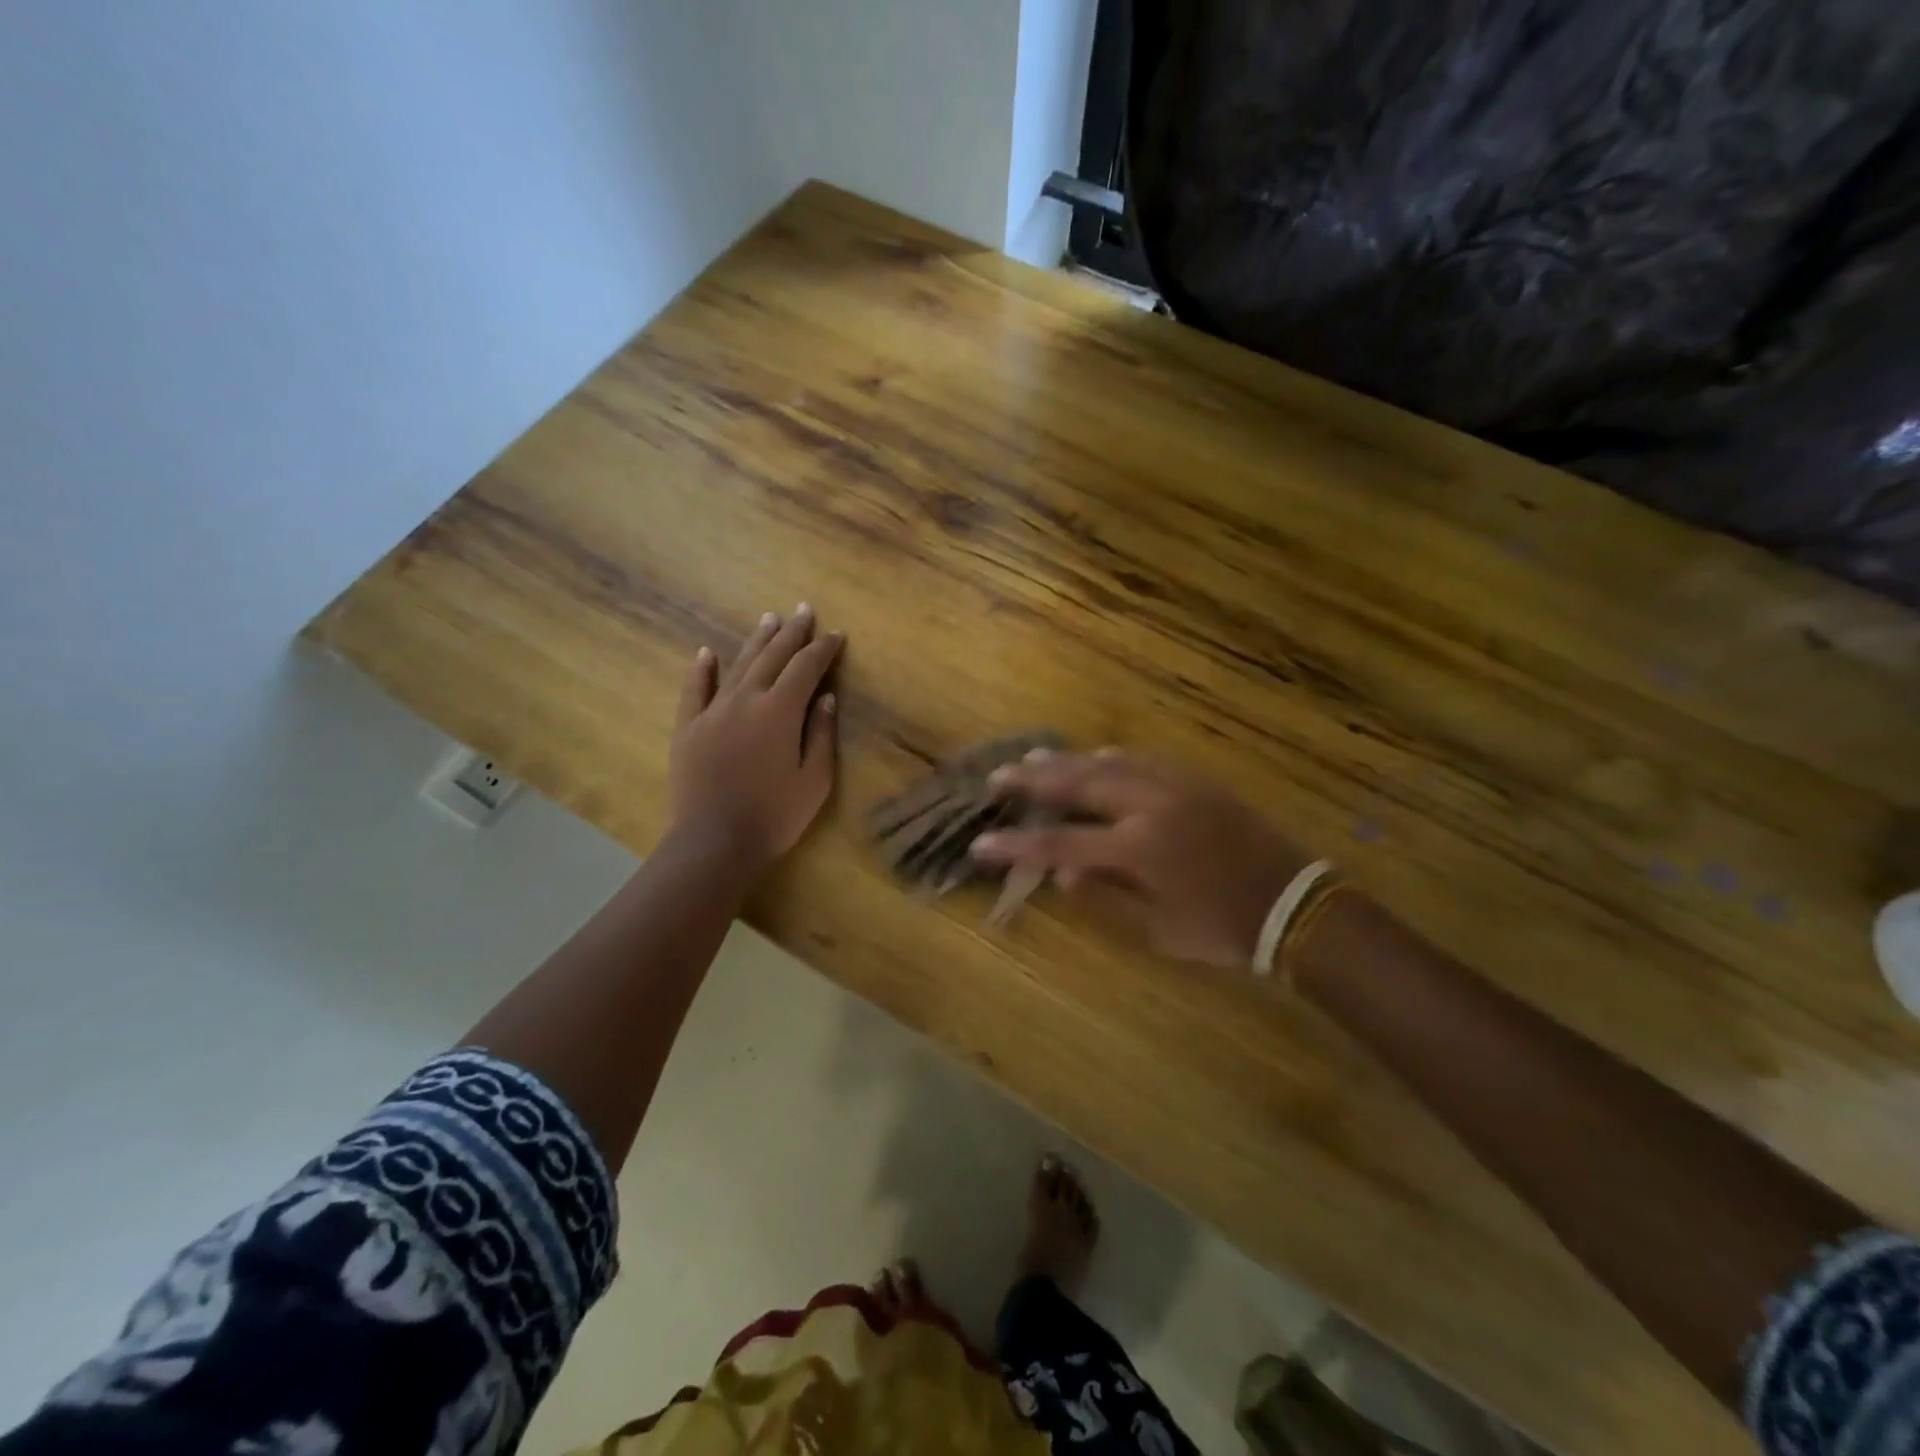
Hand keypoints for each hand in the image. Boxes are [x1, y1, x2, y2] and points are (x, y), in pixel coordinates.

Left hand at [669, 605, 842, 872]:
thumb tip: (824, 698)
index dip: (823, 649)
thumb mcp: (814, 780)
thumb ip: (820, 735)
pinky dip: (702, 669)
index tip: (836, 635)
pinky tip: (707, 652)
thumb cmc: (774, 816)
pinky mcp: (688, 728)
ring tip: (769, 619)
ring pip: (738, 665)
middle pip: (772, 657)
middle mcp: (746, 699)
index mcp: (780, 711)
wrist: (713, 842)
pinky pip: (694, 690)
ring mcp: (712, 711)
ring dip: (756, 641)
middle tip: (803, 610)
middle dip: (792, 632)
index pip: (806, 668)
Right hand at [970, 751, 1307, 966]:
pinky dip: (1111, 758)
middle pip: (1078, 784)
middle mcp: (1149, 806)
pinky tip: (1097, 756)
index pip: (1060, 845)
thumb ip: (1104, 897)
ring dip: (1068, 761)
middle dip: (1033, 780)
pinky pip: (1143, 759)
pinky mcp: (1194, 780)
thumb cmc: (1219, 927)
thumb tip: (1060, 875)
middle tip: (998, 775)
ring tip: (1034, 758)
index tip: (980, 843)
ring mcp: (1173, 786)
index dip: (1016, 846)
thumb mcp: (1156, 928)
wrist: (1291, 903)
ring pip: (1108, 762)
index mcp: (1137, 849)